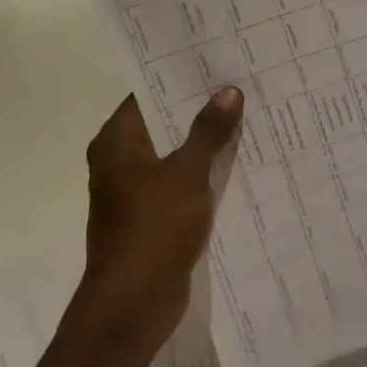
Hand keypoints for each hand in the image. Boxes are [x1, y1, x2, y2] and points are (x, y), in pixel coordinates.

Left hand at [74, 89, 244, 354]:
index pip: (148, 94)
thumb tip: (228, 91)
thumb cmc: (153, 228)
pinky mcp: (153, 218)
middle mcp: (121, 161)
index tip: (216, 62)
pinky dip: (204, 174)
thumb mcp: (186, 173)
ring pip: (175, 155)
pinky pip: (181, 184)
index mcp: (117, 142)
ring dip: (205, 143)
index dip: (181, 78)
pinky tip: (239, 164)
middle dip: (200, 109)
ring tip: (248, 117)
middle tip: (242, 86)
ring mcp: (136, 191)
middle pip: (164, 123)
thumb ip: (208, 131)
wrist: (132, 304)